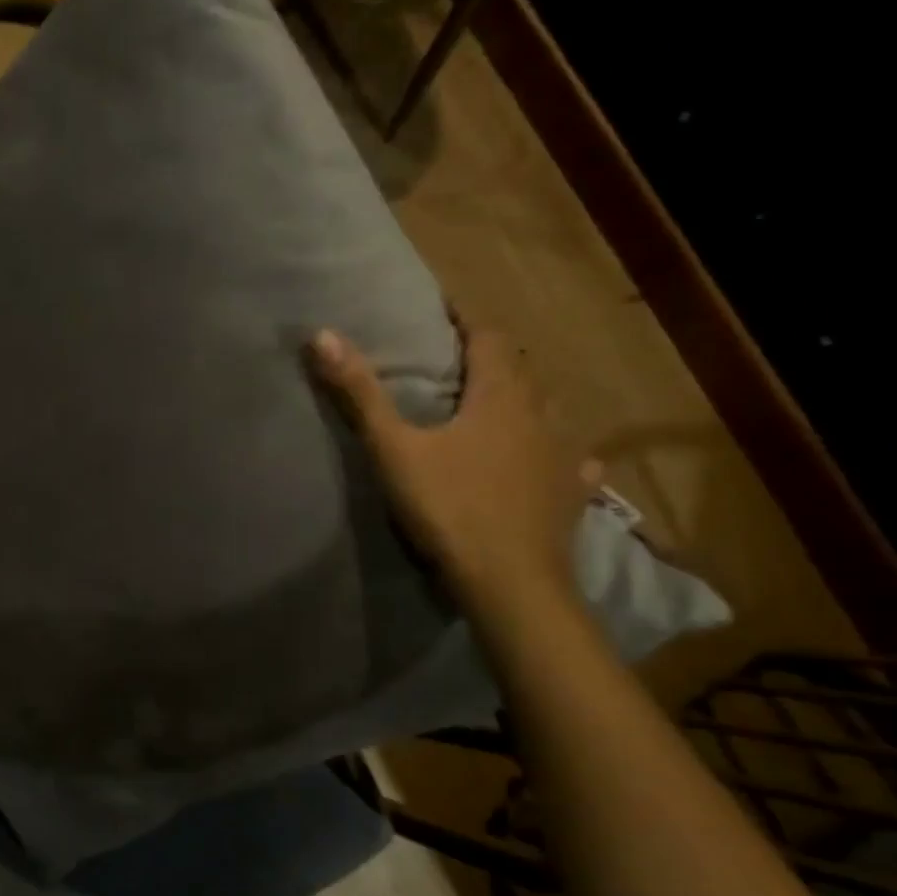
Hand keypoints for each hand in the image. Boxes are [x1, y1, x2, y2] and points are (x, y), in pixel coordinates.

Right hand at [309, 323, 594, 620]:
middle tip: (459, 359)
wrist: (510, 583)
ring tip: (496, 403)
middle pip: (521, 370)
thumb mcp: (394, 449)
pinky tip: (550, 461)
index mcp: (500, 397)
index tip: (443, 312)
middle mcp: (541, 415)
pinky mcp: (574, 493)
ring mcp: (564, 455)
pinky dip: (557, 450)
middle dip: (493, 357)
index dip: (466, 320)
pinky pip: (572, 458)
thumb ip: (360, 393)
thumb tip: (323, 334)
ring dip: (524, 398)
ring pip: (549, 409)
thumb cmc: (449, 507)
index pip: (490, 338)